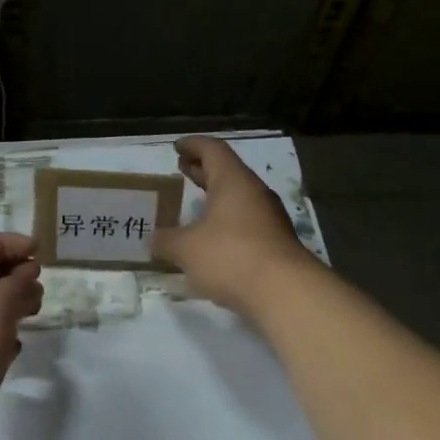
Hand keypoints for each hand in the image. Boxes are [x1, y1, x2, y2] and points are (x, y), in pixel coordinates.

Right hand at [154, 137, 314, 324]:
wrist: (286, 294)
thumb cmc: (231, 256)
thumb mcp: (186, 248)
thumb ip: (166, 240)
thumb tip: (154, 238)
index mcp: (233, 180)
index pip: (212, 149)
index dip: (193, 145)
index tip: (177, 147)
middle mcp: (254, 192)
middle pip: (227, 170)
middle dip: (203, 169)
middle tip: (182, 169)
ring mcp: (269, 218)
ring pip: (239, 197)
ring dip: (216, 196)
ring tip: (195, 204)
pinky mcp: (276, 243)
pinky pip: (247, 220)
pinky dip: (227, 220)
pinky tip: (213, 238)